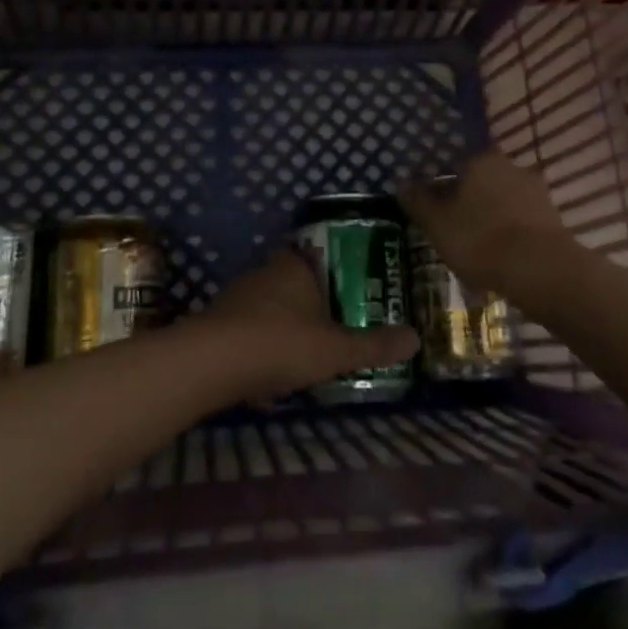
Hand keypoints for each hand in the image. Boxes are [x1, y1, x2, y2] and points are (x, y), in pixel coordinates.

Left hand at [203, 249, 419, 401]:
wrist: (211, 363)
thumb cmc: (281, 344)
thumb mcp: (336, 349)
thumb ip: (374, 345)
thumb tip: (416, 337)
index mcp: (294, 267)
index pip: (314, 256)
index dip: (330, 270)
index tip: (347, 291)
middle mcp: (264, 273)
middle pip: (291, 281)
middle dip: (308, 304)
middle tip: (332, 327)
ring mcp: (236, 296)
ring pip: (267, 307)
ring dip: (282, 326)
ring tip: (304, 354)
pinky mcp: (216, 323)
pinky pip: (246, 330)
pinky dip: (258, 346)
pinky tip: (268, 372)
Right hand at [399, 151, 570, 294]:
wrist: (542, 270)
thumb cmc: (480, 240)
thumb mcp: (436, 223)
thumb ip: (418, 200)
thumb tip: (402, 182)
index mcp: (480, 160)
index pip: (454, 164)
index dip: (441, 186)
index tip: (434, 210)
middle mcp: (510, 166)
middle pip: (480, 181)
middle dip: (468, 201)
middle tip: (453, 229)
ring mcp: (536, 191)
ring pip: (502, 200)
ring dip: (490, 217)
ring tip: (477, 248)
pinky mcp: (553, 217)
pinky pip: (521, 220)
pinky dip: (510, 233)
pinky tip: (501, 256)